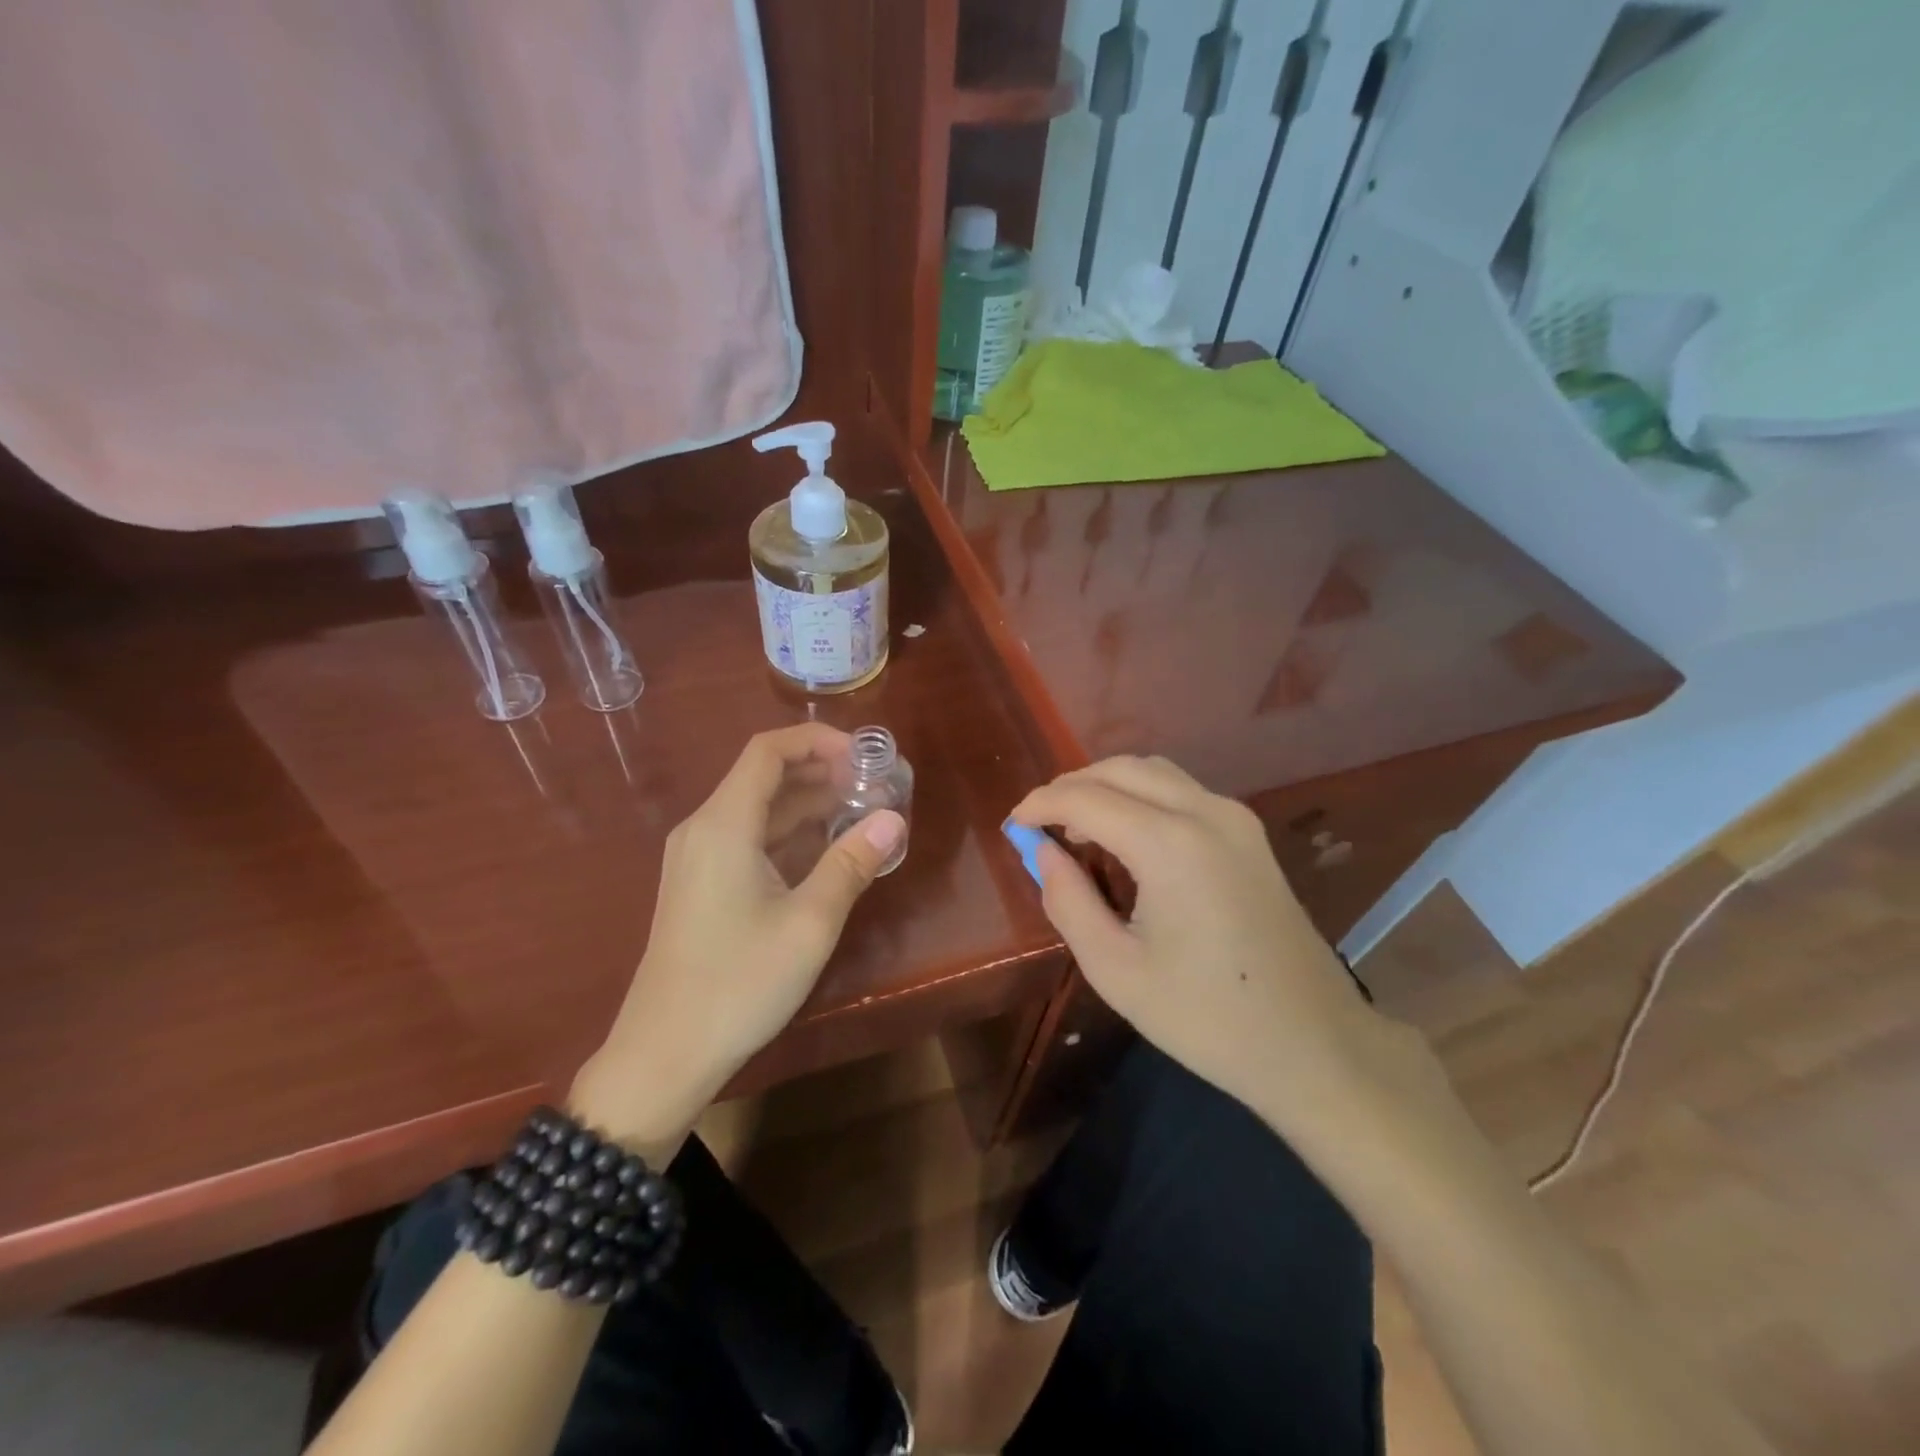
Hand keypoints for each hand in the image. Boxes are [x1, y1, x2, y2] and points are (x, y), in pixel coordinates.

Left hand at [572, 724, 904, 1150]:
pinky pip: (751, 841)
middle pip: (765, 777)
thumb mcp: (809, 923)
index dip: (818, 742)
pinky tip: (830, 851)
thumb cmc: (739, 983)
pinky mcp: (703, 886)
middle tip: (876, 786)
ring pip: (761, 811)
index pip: (768, 751)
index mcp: (724, 825)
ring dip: (810, 806)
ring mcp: (699, 859)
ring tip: (864, 813)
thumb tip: (893, 819)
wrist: (664, 1055)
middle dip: (823, 773)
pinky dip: (791, 837)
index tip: (865, 757)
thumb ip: (852, 863)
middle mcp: (705, 829)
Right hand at [1009, 755, 1388, 1140]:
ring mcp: (1235, 819)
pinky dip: (1141, 797)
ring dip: (1108, 786)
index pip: (1086, 798)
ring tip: (1076, 827)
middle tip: (1039, 822)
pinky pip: (1182, 792)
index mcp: (1170, 844)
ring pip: (1155, 772)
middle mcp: (1206, 812)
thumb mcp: (1116, 970)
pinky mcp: (1250, 835)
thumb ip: (1069, 901)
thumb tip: (1042, 853)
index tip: (1012, 824)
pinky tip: (1125, 835)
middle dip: (1072, 786)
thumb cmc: (1207, 1017)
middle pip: (1122, 769)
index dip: (1041, 805)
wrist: (1314, 1043)